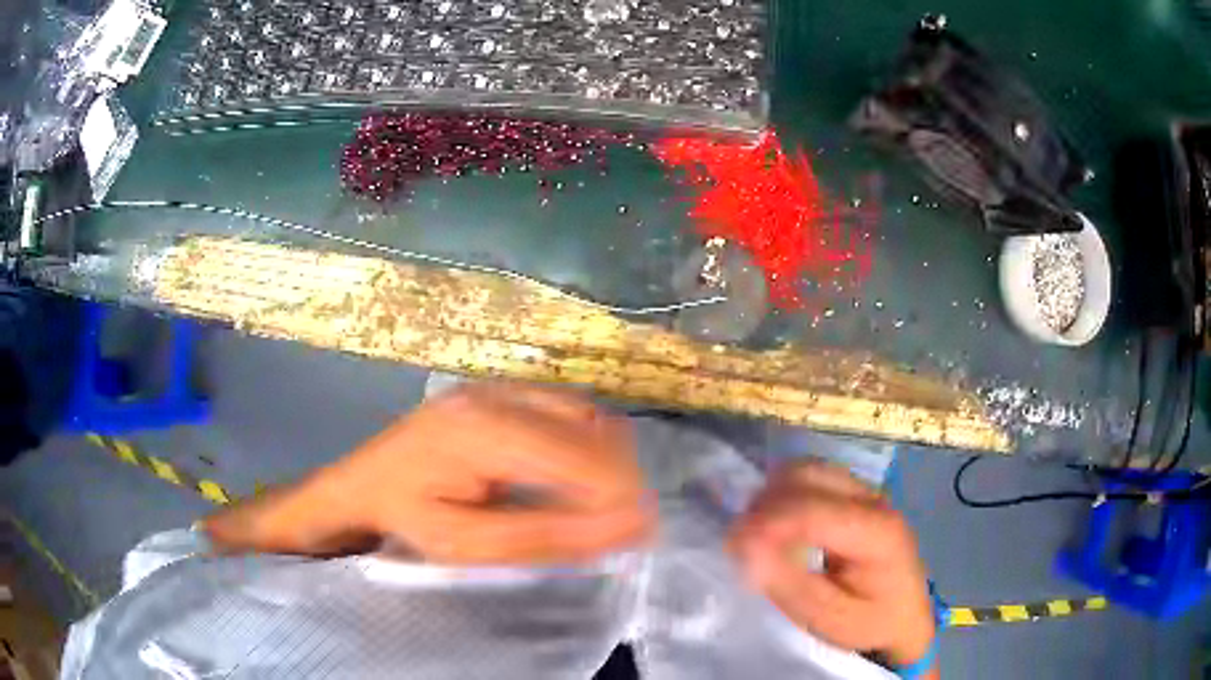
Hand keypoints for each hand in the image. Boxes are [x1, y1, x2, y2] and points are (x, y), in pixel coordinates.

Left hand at [203, 382, 653, 564]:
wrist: (361, 484)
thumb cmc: (407, 519)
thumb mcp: (470, 544)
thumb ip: (549, 535)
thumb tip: (630, 525)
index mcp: (484, 430)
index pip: (581, 455)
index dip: (620, 494)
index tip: (638, 534)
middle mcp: (497, 394)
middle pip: (592, 429)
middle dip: (620, 480)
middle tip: (622, 525)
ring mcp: (499, 386)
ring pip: (587, 415)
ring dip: (609, 460)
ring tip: (600, 505)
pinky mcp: (501, 391)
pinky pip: (569, 409)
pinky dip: (590, 444)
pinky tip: (577, 477)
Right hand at [729, 461, 935, 671]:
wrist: (905, 615)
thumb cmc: (869, 621)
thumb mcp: (828, 617)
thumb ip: (789, 582)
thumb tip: (745, 547)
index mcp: (877, 532)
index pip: (813, 510)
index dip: (767, 522)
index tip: (733, 545)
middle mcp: (874, 499)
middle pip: (809, 475)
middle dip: (766, 502)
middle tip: (739, 540)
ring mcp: (866, 491)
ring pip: (808, 469)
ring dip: (773, 494)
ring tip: (753, 532)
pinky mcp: (856, 494)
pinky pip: (812, 477)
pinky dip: (785, 493)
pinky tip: (775, 523)